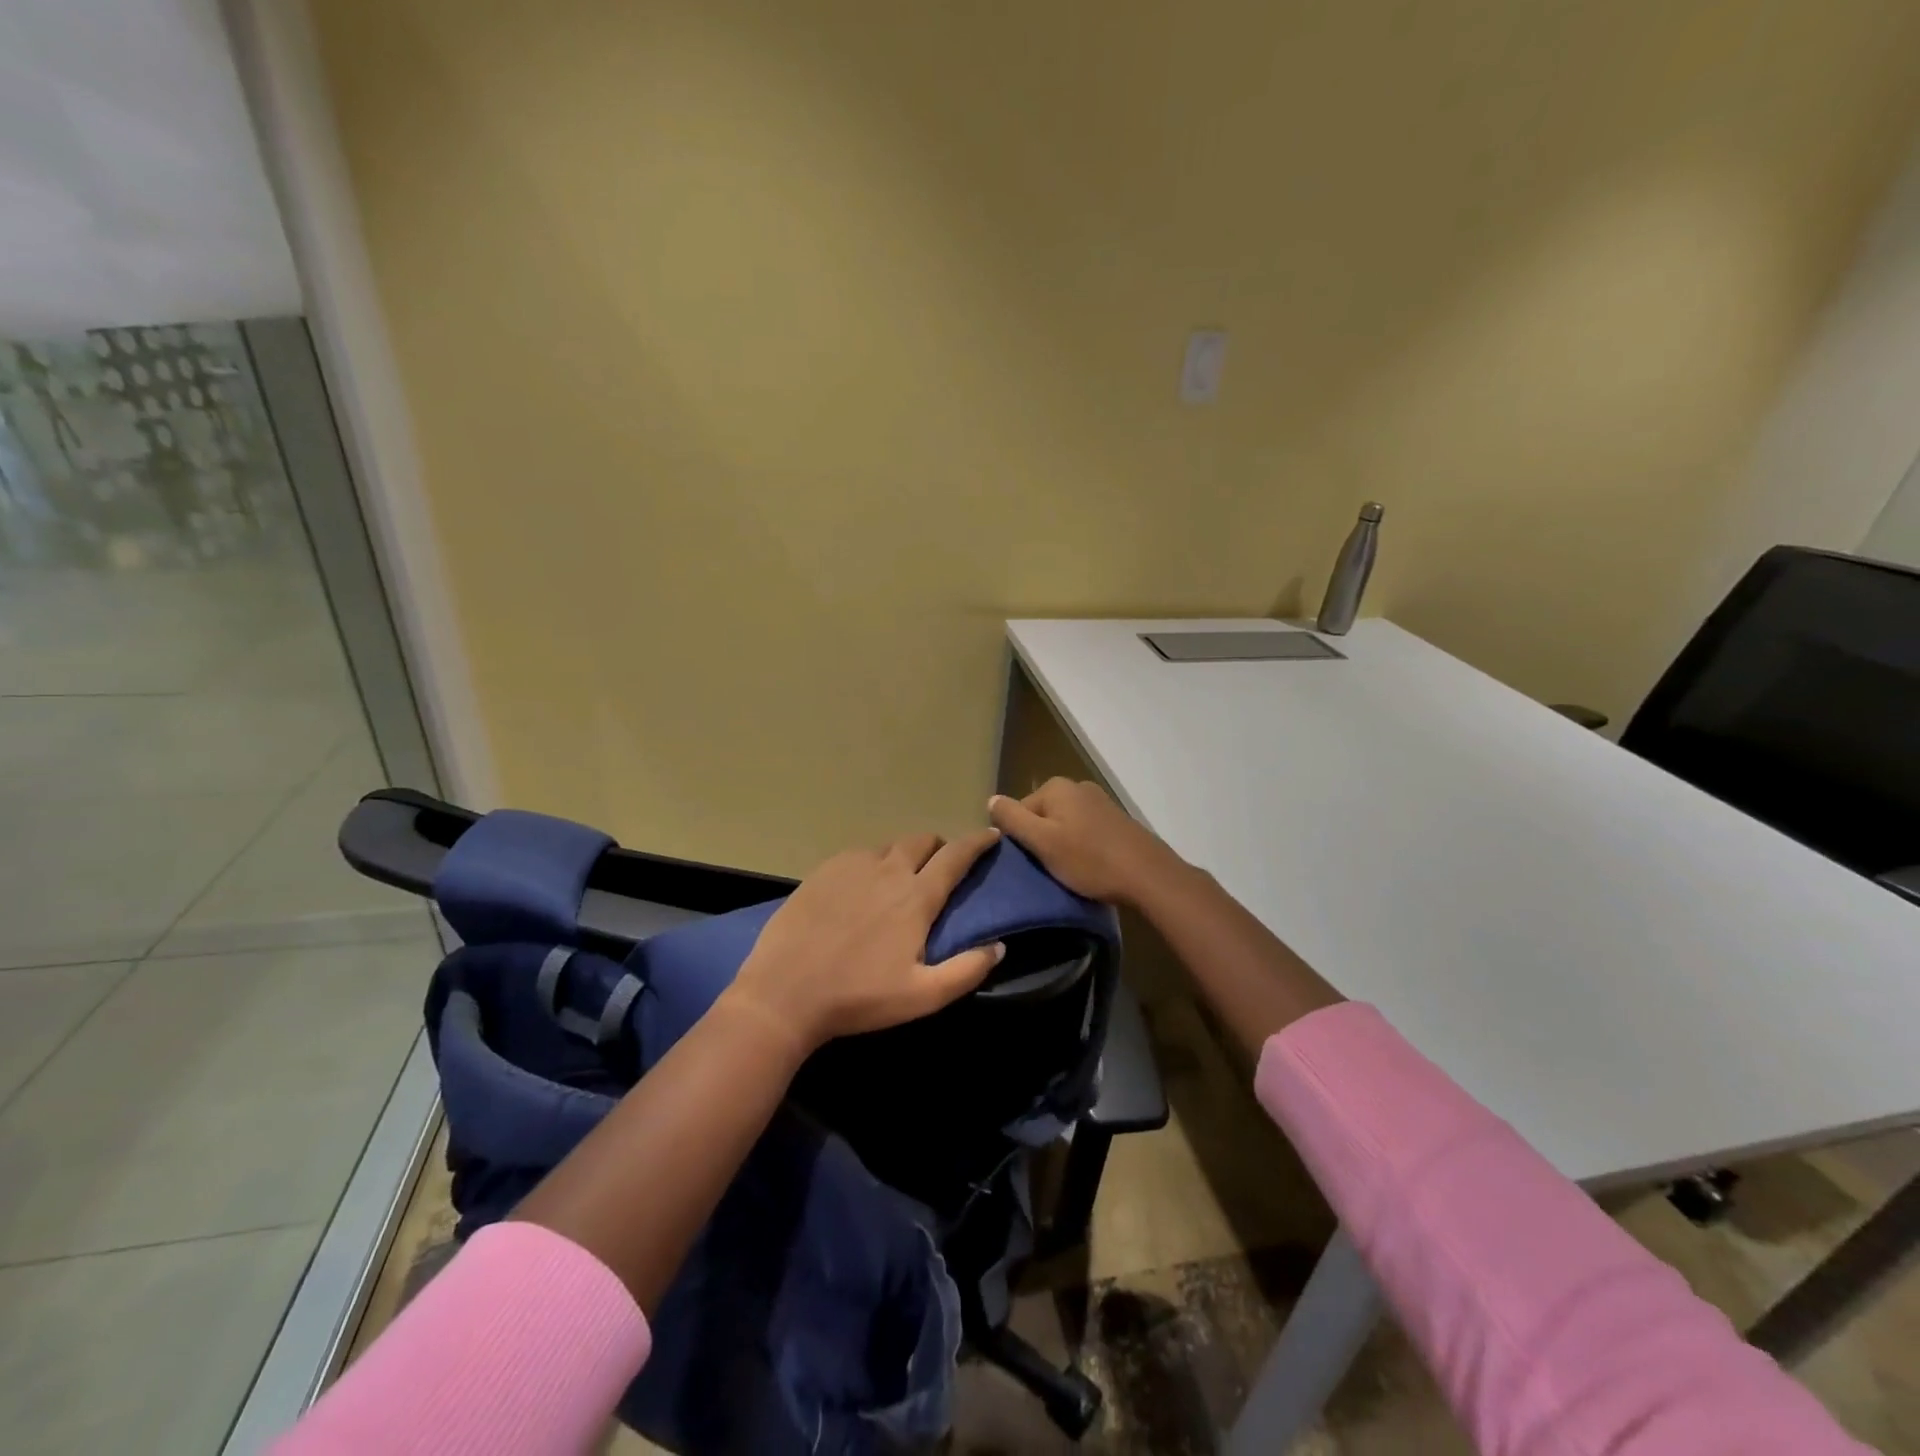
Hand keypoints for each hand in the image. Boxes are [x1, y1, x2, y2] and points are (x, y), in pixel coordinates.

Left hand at [724, 828, 1005, 1051]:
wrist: (784, 993)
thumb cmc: (859, 997)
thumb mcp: (922, 996)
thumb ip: (967, 970)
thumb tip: (998, 945)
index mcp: (916, 897)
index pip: (956, 857)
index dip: (977, 843)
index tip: (991, 835)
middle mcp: (888, 870)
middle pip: (922, 841)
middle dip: (939, 847)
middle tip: (940, 866)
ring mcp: (852, 866)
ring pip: (889, 846)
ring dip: (904, 855)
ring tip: (900, 878)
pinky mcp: (822, 870)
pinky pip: (858, 855)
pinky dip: (872, 863)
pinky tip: (862, 886)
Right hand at [988, 778, 1176, 905]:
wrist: (1147, 875)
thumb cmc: (1089, 859)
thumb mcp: (1042, 842)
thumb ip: (1012, 819)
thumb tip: (991, 799)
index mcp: (1056, 787)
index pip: (1019, 811)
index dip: (1020, 840)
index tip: (1030, 864)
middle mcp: (1077, 786)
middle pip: (1042, 816)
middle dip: (1041, 841)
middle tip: (1048, 869)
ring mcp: (1099, 801)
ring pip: (1064, 824)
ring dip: (1061, 845)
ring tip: (1068, 871)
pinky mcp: (1115, 819)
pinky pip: (1084, 830)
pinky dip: (1081, 846)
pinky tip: (1088, 865)